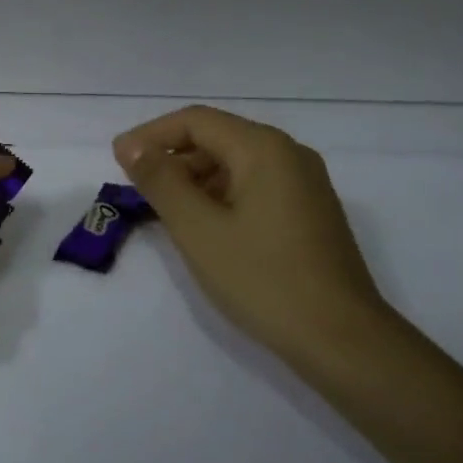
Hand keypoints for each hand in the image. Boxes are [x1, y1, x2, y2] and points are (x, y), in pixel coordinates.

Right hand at [113, 106, 388, 363]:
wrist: (343, 341)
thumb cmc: (263, 279)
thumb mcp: (198, 229)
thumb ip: (160, 181)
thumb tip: (131, 145)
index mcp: (264, 148)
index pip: (196, 121)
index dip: (151, 135)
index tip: (118, 160)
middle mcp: (289, 154)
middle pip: (218, 138)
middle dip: (173, 158)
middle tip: (138, 191)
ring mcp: (305, 184)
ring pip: (236, 164)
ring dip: (196, 180)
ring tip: (166, 213)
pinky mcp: (311, 212)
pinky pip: (255, 187)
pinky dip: (222, 197)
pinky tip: (205, 228)